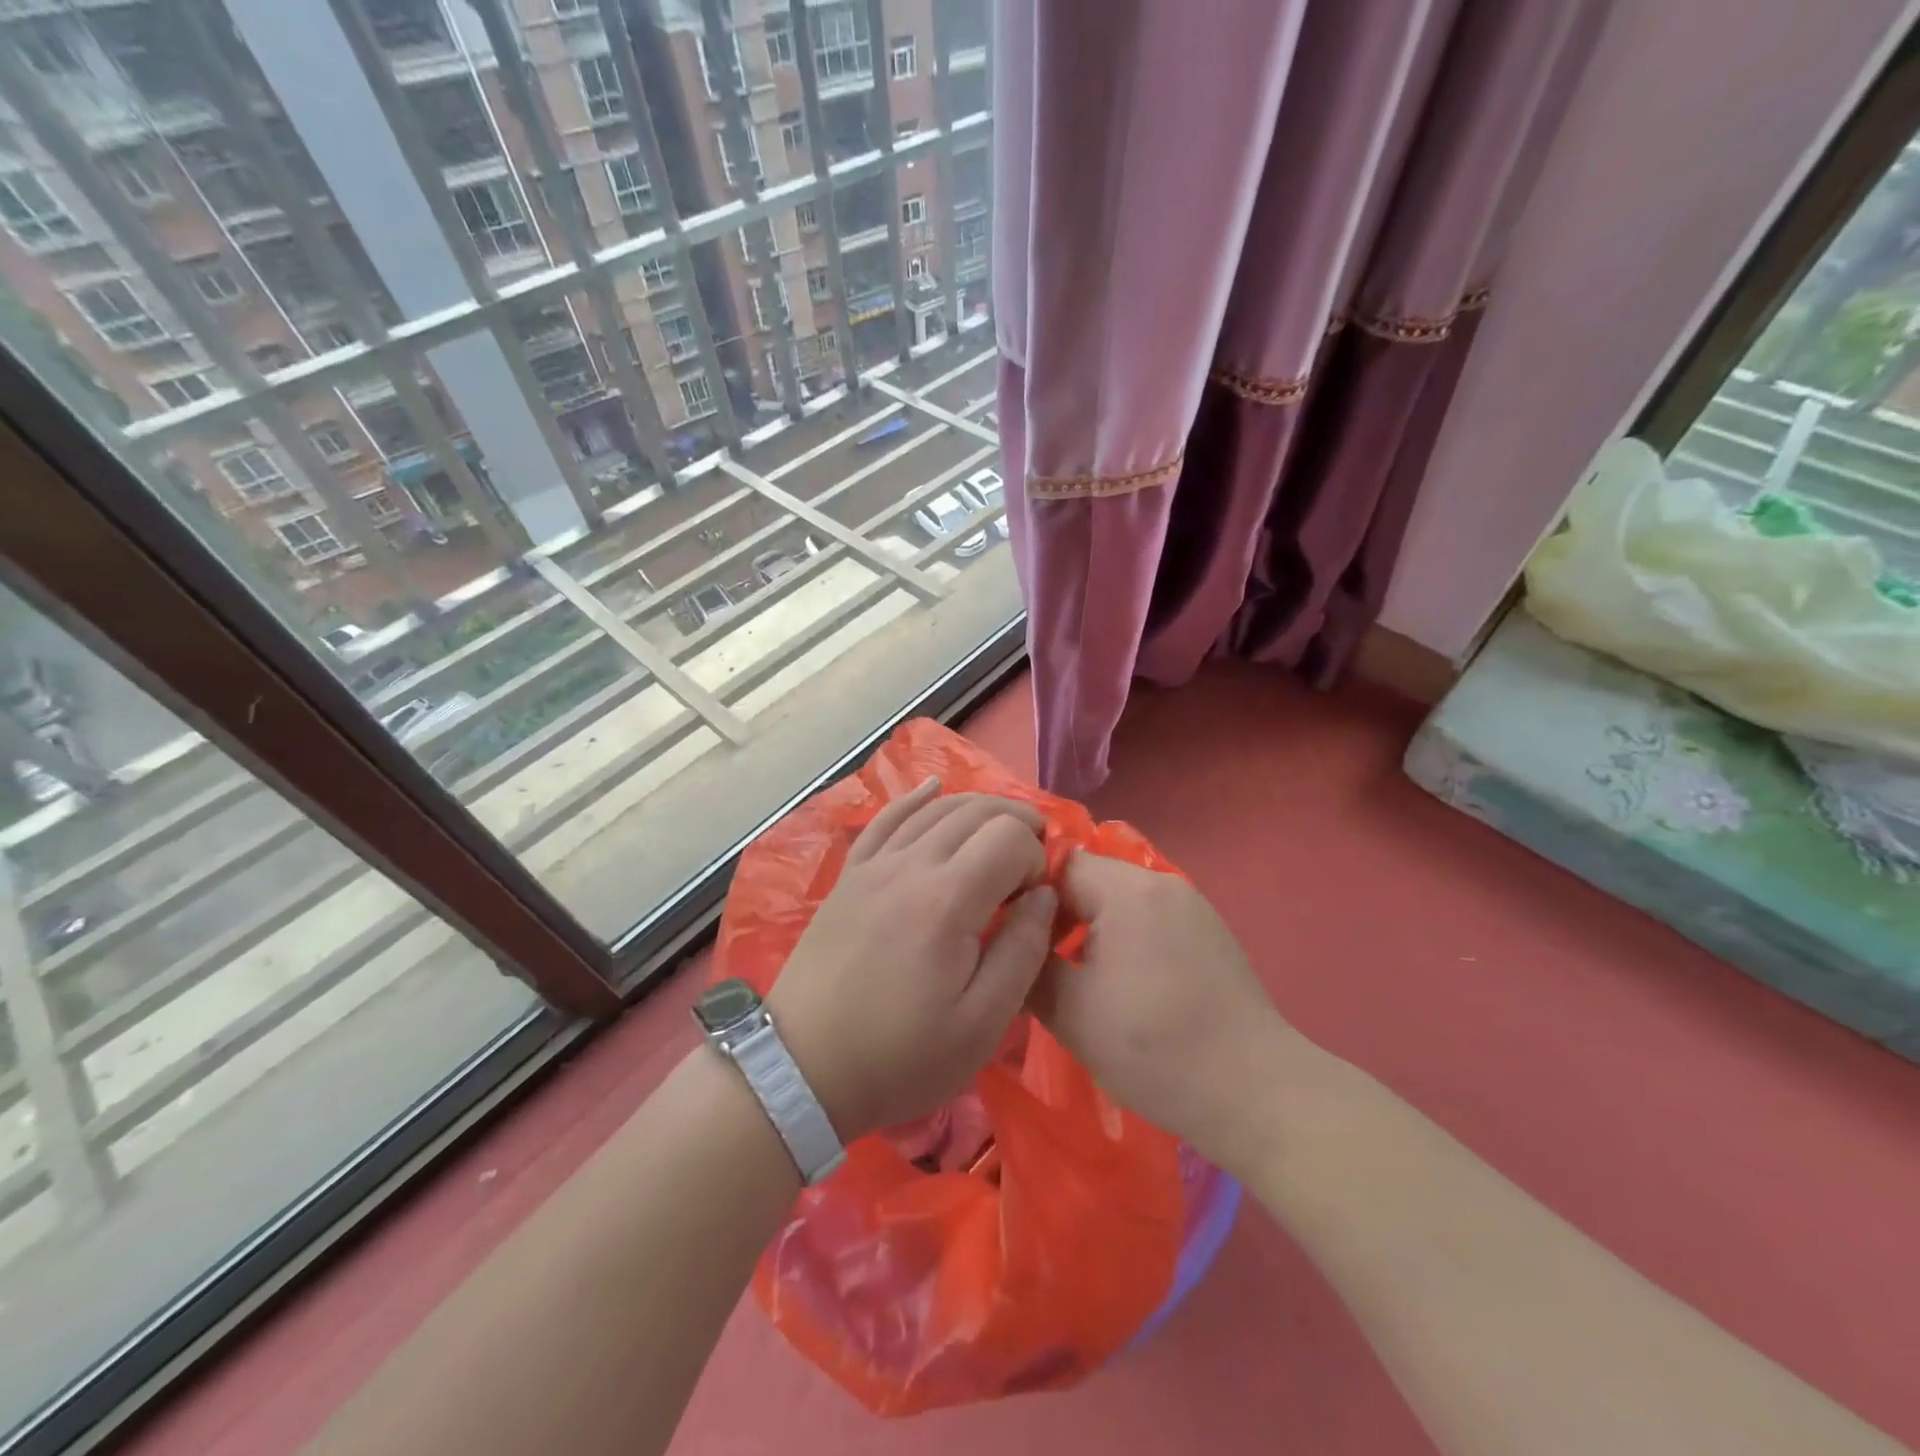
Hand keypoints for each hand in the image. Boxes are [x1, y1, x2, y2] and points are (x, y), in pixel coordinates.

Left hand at [767, 777, 1055, 1142]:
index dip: (1035, 857)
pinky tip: (932, 788)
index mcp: (947, 899)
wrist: (803, 1070)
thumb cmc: (900, 1057)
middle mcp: (910, 864)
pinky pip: (886, 819)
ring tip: (1001, 829)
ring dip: (976, 809)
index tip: (1035, 899)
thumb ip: (1023, 950)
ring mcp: (874, 865)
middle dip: (1015, 822)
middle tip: (1033, 857)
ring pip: (934, 809)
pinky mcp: (850, 875)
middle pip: (974, 811)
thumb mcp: (981, 1023)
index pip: (1008, 837)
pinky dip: (914, 798)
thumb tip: (1045, 896)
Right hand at [1034, 851, 1294, 1173]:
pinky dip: (1123, 939)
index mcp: (1127, 890)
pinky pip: (1148, 918)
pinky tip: (1120, 985)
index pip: (1057, 866)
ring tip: (1072, 976)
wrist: (1256, 1093)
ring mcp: (1192, 906)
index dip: (1025, 896)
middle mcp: (1161, 883)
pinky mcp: (1209, 933)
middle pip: (1089, 879)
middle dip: (1056, 915)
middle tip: (1034, 960)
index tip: (1006, 935)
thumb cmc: (1154, 1048)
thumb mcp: (1071, 1012)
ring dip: (1089, 928)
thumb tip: (1009, 944)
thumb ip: (1029, 966)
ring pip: (1118, 901)